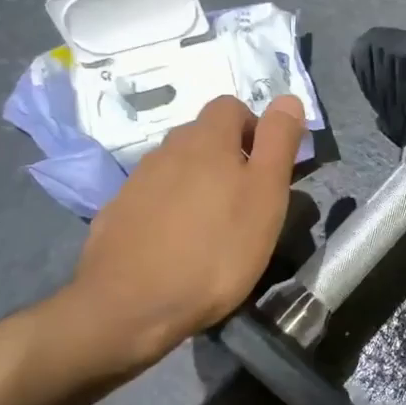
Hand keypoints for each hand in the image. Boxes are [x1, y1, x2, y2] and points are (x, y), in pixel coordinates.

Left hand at [63, 94, 304, 366]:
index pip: (232, 106)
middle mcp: (167, 149)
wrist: (130, 307)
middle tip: (247, 201)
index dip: (255, 129)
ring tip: (215, 227)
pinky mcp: (117, 214)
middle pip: (203, 136)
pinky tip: (179, 244)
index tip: (267, 169)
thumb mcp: (266, 194)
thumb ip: (278, 142)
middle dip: (228, 156)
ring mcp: (137, 182)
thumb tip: (288, 98)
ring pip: (178, 166)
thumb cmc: (217, 249)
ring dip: (199, 183)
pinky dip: (171, 209)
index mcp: (206, 140)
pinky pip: (153, 197)